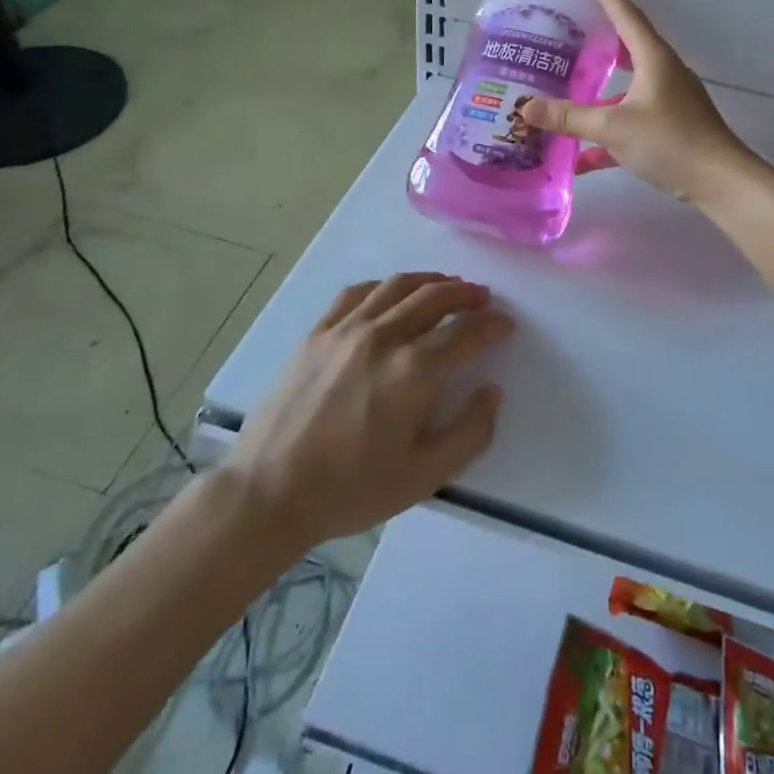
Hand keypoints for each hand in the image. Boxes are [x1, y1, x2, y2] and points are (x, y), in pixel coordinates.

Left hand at [229, 273, 510, 548]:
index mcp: (413, 372)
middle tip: (482, 297)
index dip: (492, 325)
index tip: (506, 323)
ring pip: (397, 286)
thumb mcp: (423, 478)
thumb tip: (493, 392)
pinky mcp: (317, 333)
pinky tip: (392, 293)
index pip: (465, 333)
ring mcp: (346, 330)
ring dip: (430, 281)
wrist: (268, 492)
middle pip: (434, 297)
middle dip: (465, 293)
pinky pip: (357, 293)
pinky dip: (384, 286)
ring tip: (447, 285)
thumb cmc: (350, 490)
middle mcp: (383, 337)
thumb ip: (470, 434)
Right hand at [519, 0, 757, 204]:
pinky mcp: (671, 128)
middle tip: (569, 40)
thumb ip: (569, 117)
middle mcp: (663, 73)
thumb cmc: (669, 140)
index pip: (628, 17)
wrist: (719, 181)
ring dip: (600, 94)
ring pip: (628, 89)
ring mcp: (669, 102)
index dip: (607, 0)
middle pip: (628, 50)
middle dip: (600, 45)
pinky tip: (582, 158)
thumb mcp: (613, 127)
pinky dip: (609, 134)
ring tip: (568, 94)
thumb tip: (525, 108)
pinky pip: (633, 122)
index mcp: (654, 59)